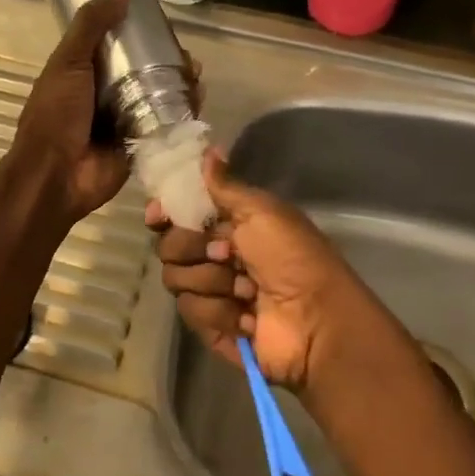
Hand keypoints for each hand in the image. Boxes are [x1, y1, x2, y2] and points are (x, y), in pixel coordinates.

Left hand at [9, 0, 201, 224]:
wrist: (55, 175)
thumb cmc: (56, 115)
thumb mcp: (69, 62)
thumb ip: (92, 24)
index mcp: (85, 72)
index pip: (119, 45)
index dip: (141, 33)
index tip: (164, 24)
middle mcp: (107, 95)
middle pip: (145, 71)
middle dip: (169, 62)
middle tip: (188, 57)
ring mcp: (125, 121)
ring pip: (159, 97)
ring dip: (180, 86)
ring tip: (197, 77)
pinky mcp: (140, 145)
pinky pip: (165, 125)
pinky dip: (182, 114)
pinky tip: (198, 101)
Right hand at [147, 149, 390, 393]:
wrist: (315, 320)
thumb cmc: (293, 258)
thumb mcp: (263, 212)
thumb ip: (225, 186)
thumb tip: (208, 150)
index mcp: (228, 225)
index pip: (178, 214)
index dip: (164, 213)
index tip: (159, 215)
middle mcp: (214, 256)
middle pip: (168, 246)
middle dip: (193, 248)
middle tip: (228, 254)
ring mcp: (210, 293)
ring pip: (175, 279)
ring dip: (213, 282)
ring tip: (247, 290)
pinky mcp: (209, 325)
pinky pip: (190, 310)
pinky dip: (220, 311)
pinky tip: (247, 315)